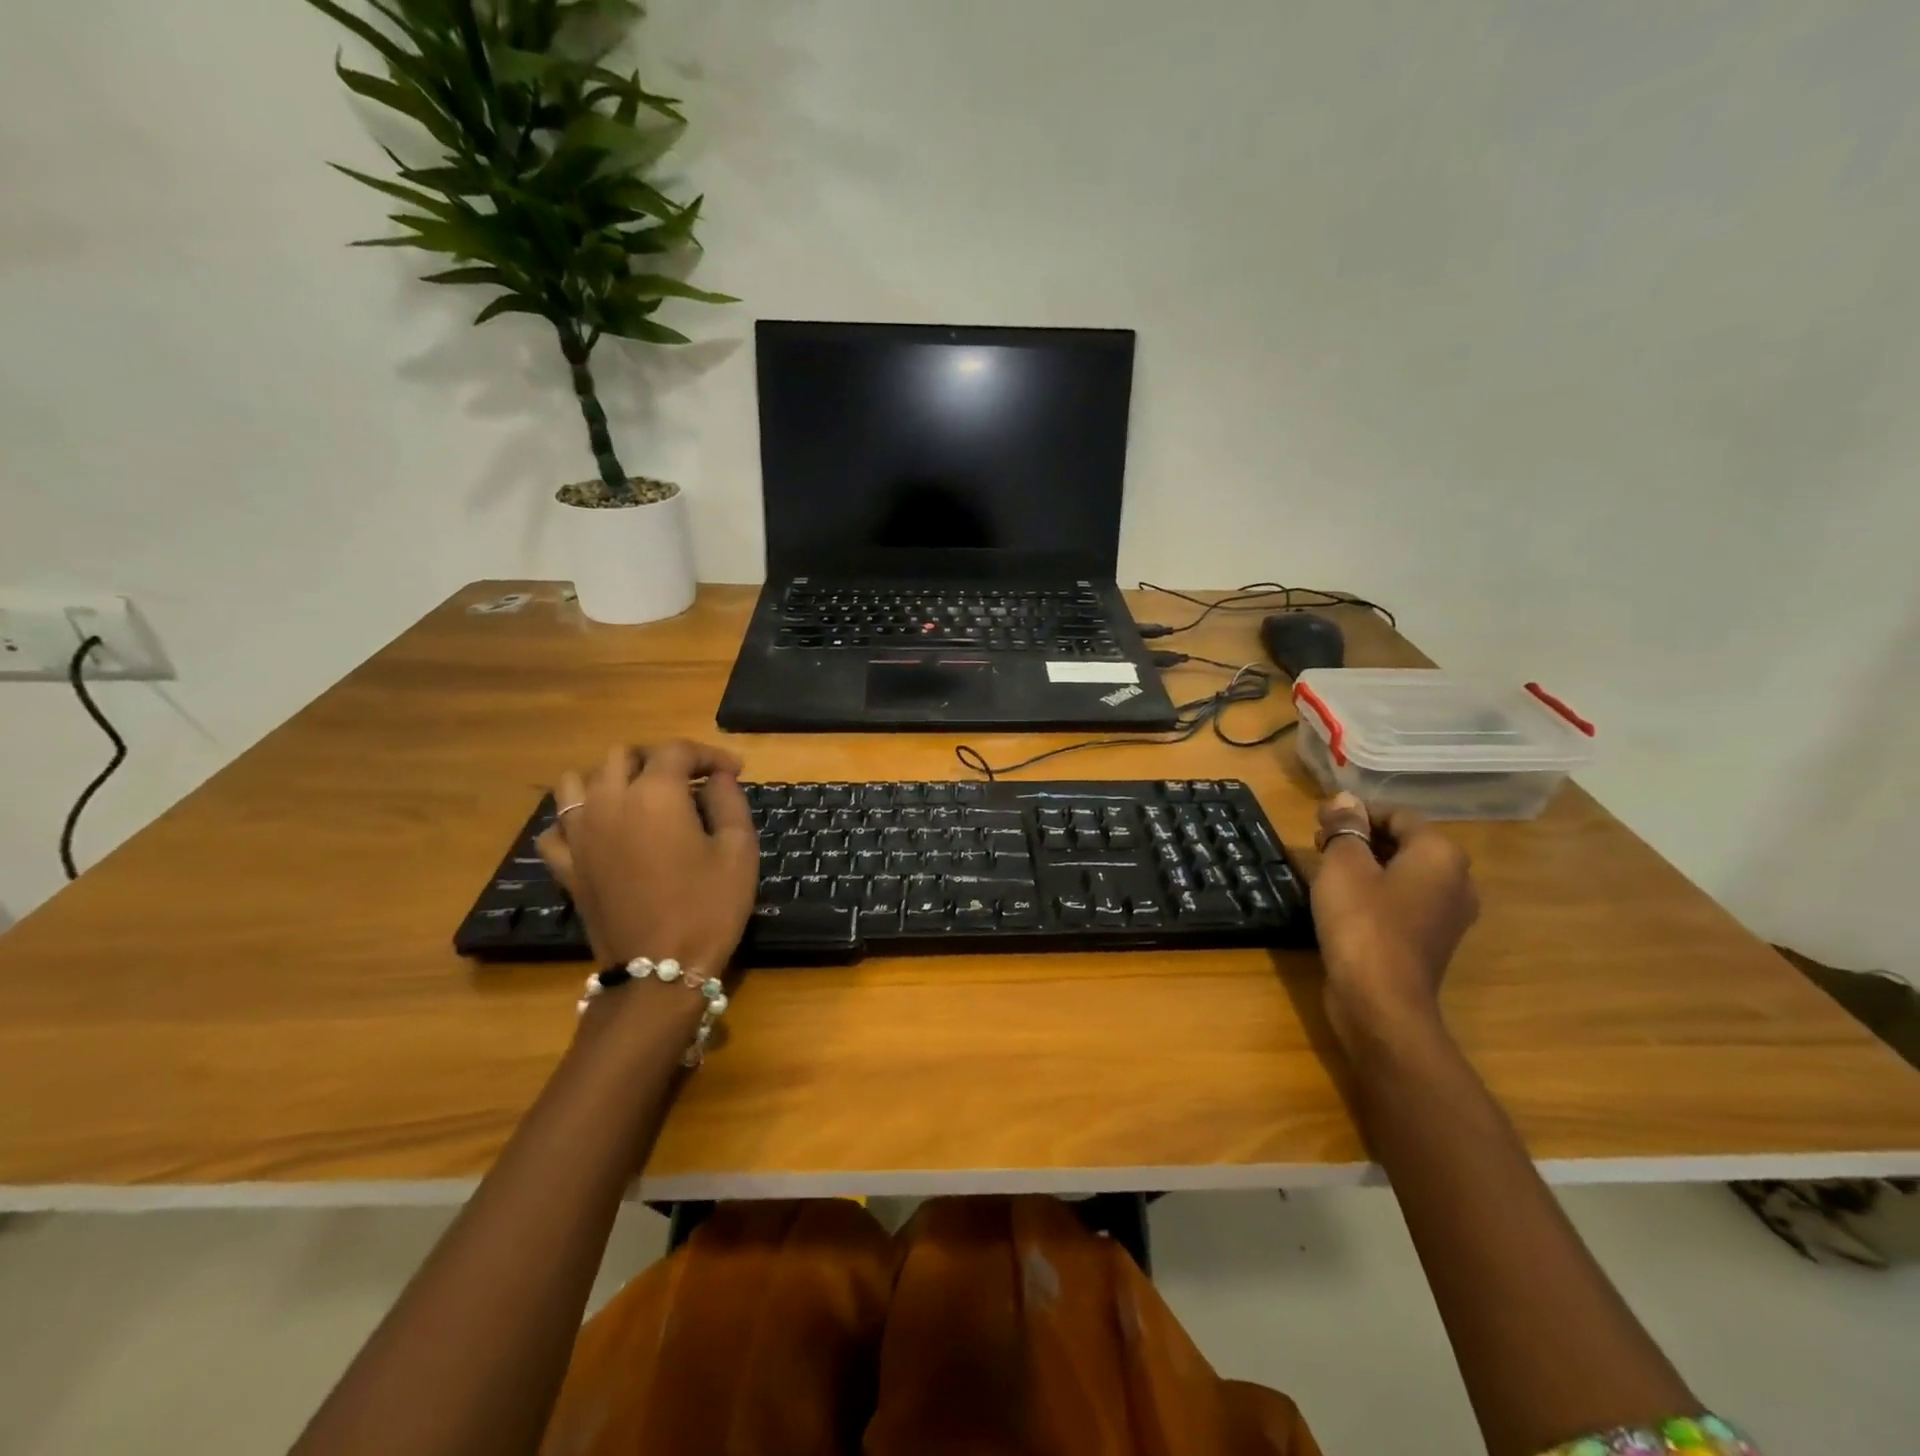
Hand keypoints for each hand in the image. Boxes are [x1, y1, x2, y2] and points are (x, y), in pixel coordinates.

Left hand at [535, 741, 758, 977]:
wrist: (661, 970)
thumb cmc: (709, 906)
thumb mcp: (738, 850)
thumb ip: (729, 802)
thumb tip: (718, 777)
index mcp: (655, 794)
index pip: (678, 751)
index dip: (709, 754)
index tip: (734, 770)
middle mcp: (609, 802)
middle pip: (623, 755)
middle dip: (659, 757)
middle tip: (689, 777)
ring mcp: (579, 834)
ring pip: (578, 781)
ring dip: (609, 778)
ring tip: (638, 795)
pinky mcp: (566, 866)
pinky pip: (556, 827)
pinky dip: (575, 819)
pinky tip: (600, 830)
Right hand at [1308, 793, 1478, 1055]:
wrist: (1380, 1001)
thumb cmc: (1361, 922)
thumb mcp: (1343, 864)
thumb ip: (1344, 827)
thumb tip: (1343, 800)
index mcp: (1440, 854)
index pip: (1398, 814)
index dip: (1356, 813)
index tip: (1320, 823)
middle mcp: (1456, 879)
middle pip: (1405, 841)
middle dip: (1361, 837)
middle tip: (1319, 845)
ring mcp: (1448, 915)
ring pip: (1404, 872)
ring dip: (1367, 866)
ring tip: (1327, 874)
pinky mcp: (1432, 941)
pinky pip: (1404, 901)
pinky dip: (1377, 893)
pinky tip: (1345, 904)